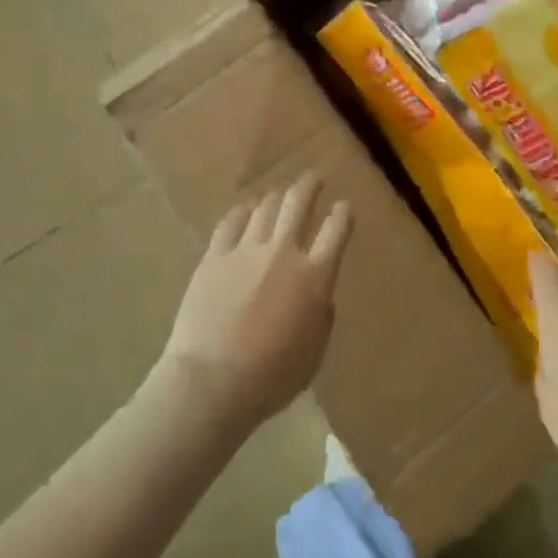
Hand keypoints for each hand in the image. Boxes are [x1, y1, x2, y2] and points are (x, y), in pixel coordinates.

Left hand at [156, 173, 353, 431]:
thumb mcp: (314, 353)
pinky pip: (230, 222)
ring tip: (278, 196)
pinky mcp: (215, 256)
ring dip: (276, 198)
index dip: (343, 213)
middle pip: (299, 203)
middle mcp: (284, 252)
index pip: (337, 229)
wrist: (213, 380)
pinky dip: (241, 213)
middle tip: (314, 178)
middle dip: (310, 185)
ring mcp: (246, 250)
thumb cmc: (272, 377)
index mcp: (315, 277)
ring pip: (265, 207)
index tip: (344, 207)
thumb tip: (319, 296)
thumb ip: (321, 317)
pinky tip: (243, 212)